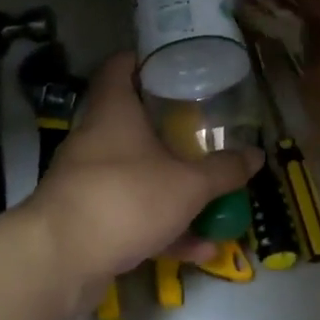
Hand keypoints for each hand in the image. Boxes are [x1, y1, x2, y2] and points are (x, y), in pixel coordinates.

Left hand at [25, 54, 260, 310]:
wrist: (62, 259)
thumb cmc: (127, 199)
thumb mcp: (188, 185)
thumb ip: (223, 170)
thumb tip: (257, 155)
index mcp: (114, 112)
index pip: (121, 67)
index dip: (145, 60)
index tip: (175, 64)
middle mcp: (96, 140)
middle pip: (133, 123)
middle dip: (171, 131)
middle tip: (206, 133)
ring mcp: (88, 181)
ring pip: (137, 175)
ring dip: (174, 190)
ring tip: (214, 201)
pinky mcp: (87, 219)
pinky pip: (132, 215)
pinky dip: (163, 228)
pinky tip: (198, 249)